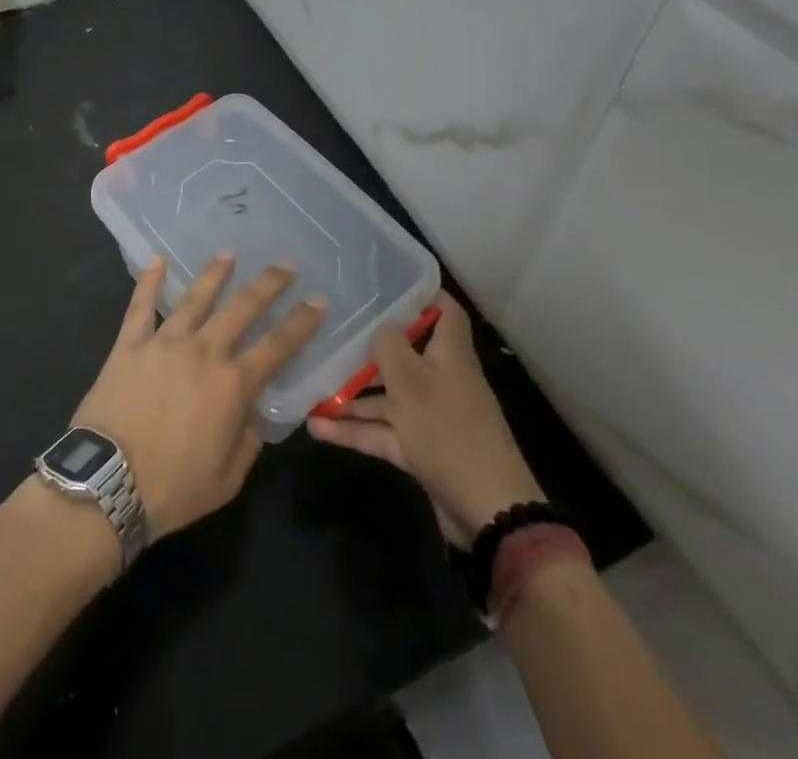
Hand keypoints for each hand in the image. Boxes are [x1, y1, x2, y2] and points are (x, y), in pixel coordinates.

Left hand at [73, 255, 325, 541]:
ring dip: (215, 273)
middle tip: (285, 265)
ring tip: (229, 253)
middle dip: (268, 284)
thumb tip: (253, 410)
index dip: (302, 322)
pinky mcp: (129, 344)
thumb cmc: (173, 489)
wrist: (108, 483)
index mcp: (232, 385)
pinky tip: (157, 260)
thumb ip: (248, 439)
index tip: (318, 300)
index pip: (278, 345)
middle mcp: (203, 352)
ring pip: (195, 297)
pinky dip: (149, 281)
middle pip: (242, 308)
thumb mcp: (228, 480)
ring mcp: (164, 342)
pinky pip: (140, 305)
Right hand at [307, 293, 542, 545]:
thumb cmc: (447, 430)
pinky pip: (382, 431)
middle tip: (331, 334)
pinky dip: (354, 429)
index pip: (444, 311)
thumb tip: (378, 330)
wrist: (487, 511)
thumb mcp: (410, 380)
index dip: (421, 295)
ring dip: (352, 394)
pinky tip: (317, 427)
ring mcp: (431, 416)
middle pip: (405, 353)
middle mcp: (441, 379)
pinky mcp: (421, 449)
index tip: (384, 285)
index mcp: (449, 354)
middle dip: (369, 348)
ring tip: (310, 386)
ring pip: (387, 396)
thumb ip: (388, 346)